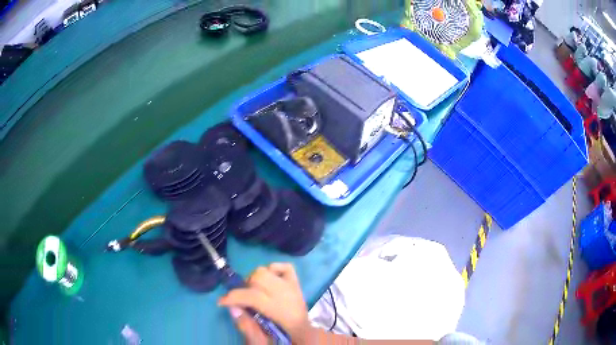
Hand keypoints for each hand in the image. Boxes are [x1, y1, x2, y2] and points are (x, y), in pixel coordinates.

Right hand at [219, 263, 313, 343]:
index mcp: (288, 317)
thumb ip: (247, 327)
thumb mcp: (263, 342)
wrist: (304, 337)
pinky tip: (267, 284)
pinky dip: (273, 270)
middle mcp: (293, 298)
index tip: (221, 302)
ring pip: (267, 272)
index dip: (235, 297)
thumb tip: (232, 307)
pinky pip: (285, 268)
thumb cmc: (283, 341)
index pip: (256, 297)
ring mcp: (296, 289)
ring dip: (255, 281)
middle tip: (241, 301)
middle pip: (260, 279)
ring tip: (253, 294)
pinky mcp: (299, 285)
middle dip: (245, 289)